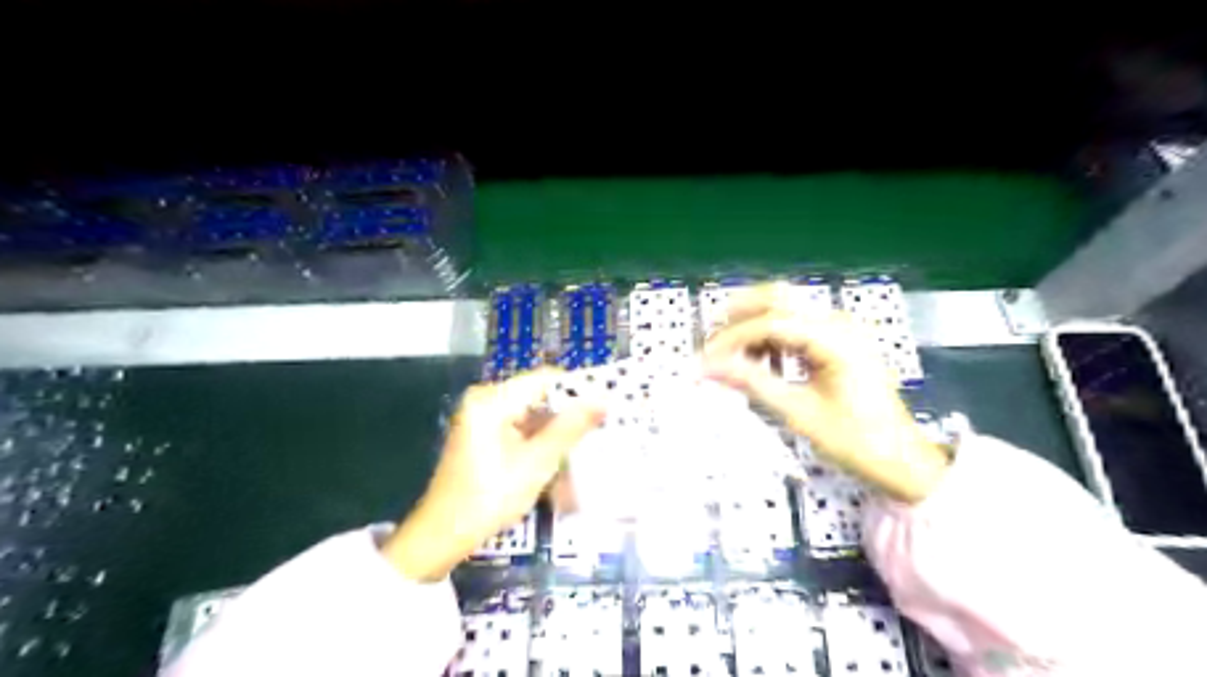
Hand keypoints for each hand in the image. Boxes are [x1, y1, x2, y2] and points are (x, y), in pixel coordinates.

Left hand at [383, 369, 602, 581]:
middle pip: (538, 395)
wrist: (442, 536)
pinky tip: (560, 457)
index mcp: (492, 400)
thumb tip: (604, 399)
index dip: (578, 389)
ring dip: (557, 430)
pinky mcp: (483, 435)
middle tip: (601, 427)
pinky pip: (520, 427)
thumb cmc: (489, 497)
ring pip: (532, 413)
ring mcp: (482, 418)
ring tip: (587, 443)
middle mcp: (485, 400)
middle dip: (568, 413)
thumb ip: (570, 428)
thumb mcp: (536, 463)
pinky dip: (540, 440)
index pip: (545, 378)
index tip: (607, 405)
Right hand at [703, 283, 946, 503]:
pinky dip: (769, 338)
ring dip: (751, 326)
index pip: (770, 322)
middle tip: (709, 344)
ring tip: (726, 356)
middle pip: (777, 298)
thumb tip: (709, 368)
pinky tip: (755, 360)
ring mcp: (839, 329)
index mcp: (835, 339)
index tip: (704, 360)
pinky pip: (795, 327)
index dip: (732, 338)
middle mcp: (837, 323)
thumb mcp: (799, 413)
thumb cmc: (855, 441)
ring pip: (784, 308)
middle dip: (737, 316)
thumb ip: (753, 383)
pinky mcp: (836, 341)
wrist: (903, 460)